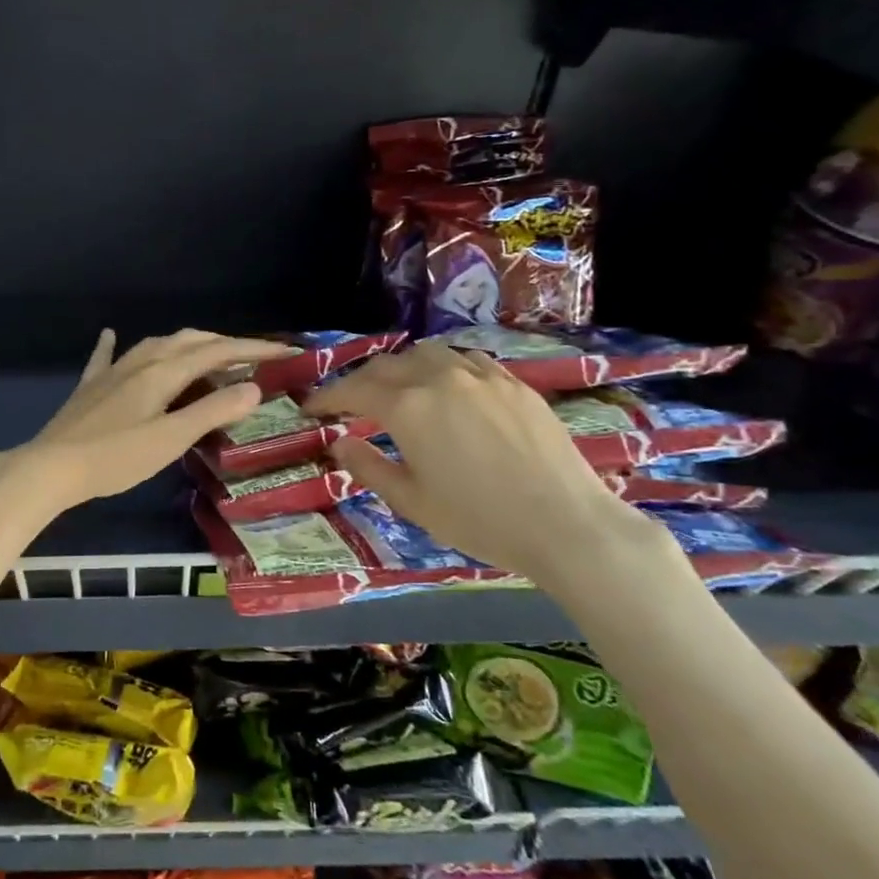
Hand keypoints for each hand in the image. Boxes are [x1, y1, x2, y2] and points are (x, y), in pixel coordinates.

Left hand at [11, 328, 298, 507]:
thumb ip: (212, 412)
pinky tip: (110, 333)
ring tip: (206, 353)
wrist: (51, 467)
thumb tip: (252, 387)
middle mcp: (139, 362)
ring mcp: (111, 372)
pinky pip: (107, 357)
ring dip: (186, 345)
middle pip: (188, 341)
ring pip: (155, 345)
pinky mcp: (91, 387)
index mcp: (162, 372)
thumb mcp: (171, 439)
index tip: (285, 351)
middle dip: (223, 343)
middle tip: (252, 356)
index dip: (253, 349)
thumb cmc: (115, 458)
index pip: (217, 352)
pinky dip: (114, 344)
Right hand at [305, 340, 654, 583]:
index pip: (353, 390)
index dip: (327, 397)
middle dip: (360, 381)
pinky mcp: (514, 383)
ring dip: (401, 368)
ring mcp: (481, 376)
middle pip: (386, 365)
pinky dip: (443, 368)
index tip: (312, 408)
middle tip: (349, 404)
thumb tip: (339, 443)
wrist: (567, 524)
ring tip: (398, 390)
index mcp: (407, 407)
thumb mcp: (411, 502)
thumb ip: (367, 467)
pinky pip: (466, 361)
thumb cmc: (479, 520)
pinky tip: (448, 389)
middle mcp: (439, 378)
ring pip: (427, 354)